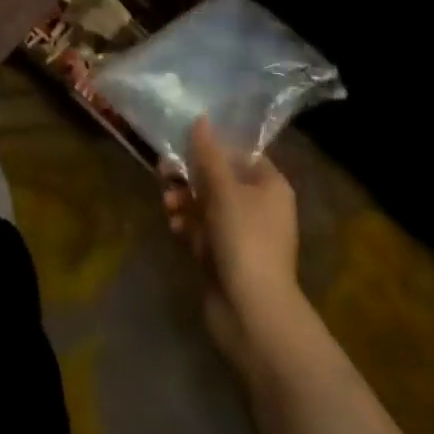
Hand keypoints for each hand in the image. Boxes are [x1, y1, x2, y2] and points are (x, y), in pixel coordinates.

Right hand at [162, 117, 301, 373]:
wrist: (253, 314)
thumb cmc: (245, 239)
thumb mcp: (224, 189)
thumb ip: (208, 154)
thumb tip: (201, 119)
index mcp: (270, 186)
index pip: (241, 153)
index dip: (213, 146)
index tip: (184, 142)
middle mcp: (259, 206)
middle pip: (218, 178)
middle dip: (190, 176)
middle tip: (164, 172)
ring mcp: (241, 234)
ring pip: (206, 205)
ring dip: (184, 201)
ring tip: (168, 206)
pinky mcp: (225, 258)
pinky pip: (202, 231)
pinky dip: (188, 227)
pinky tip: (175, 229)